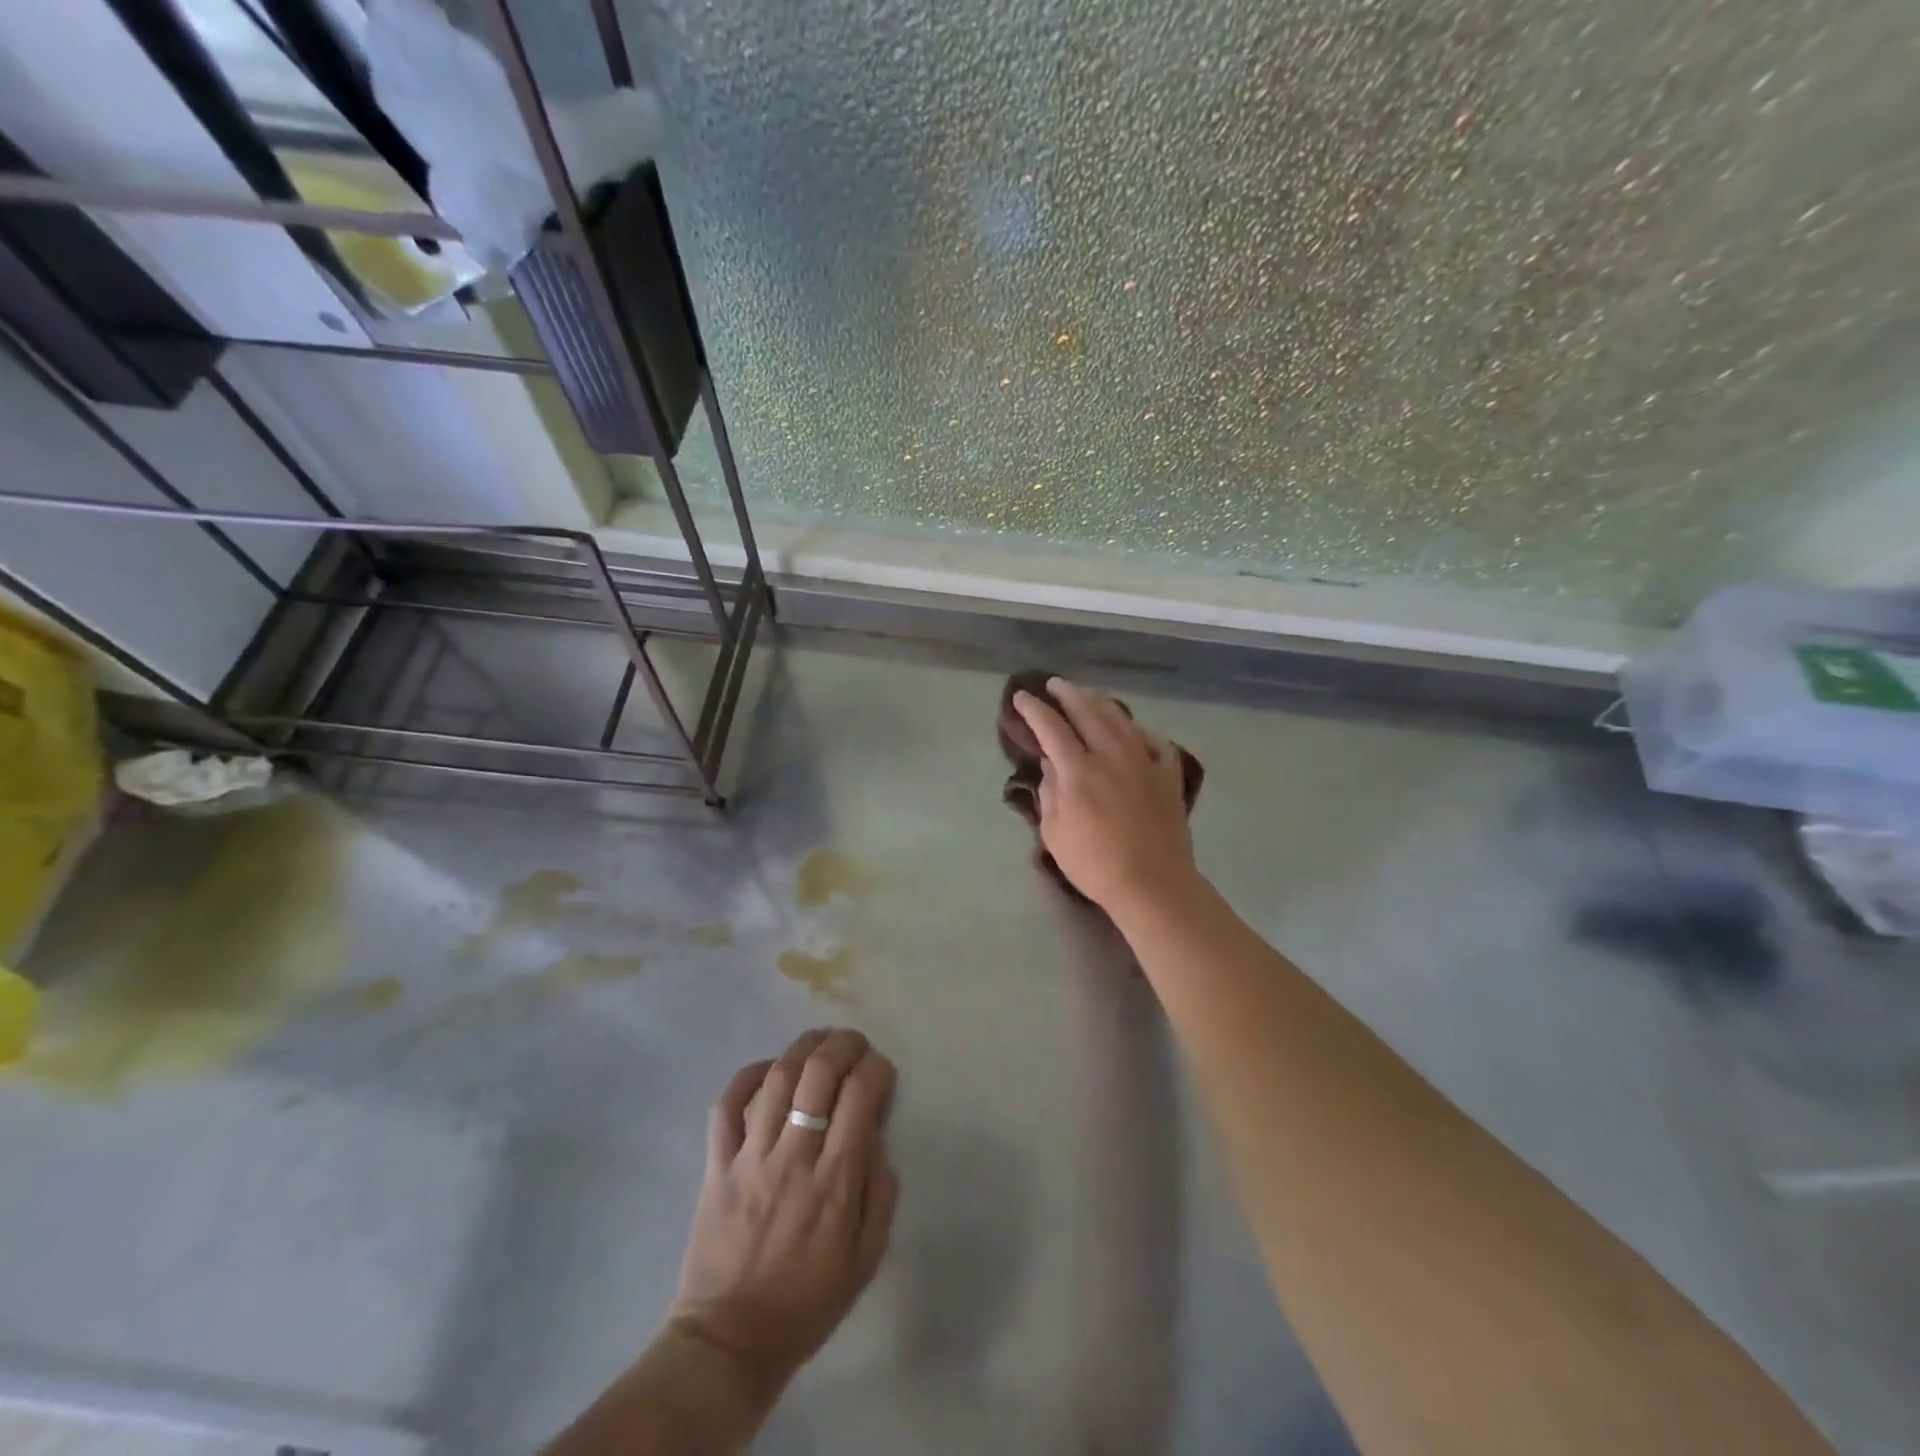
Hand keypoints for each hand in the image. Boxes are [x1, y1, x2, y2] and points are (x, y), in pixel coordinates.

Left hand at [667, 1029, 899, 1400]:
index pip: (860, 1096)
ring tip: (819, 1040)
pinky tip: (768, 1068)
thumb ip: (880, 1190)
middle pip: (819, 1073)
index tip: (882, 1071)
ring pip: (776, 1078)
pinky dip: (747, 1075)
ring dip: (802, 1047)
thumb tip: (875, 1134)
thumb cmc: (807, 1301)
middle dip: (843, 1044)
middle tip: (854, 1042)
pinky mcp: (716, 1165)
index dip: (876, 1069)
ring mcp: (750, 1158)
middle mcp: (794, 1158)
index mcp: (835, 1182)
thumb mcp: (866, 1257)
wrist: (730, 1341)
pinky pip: (727, 1105)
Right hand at [1012, 677, 1199, 914]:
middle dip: (1067, 694)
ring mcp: (1144, 762)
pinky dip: (1139, 729)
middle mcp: (1111, 755)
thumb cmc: (1095, 864)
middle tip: (1053, 684)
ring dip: (1099, 703)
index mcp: (1079, 770)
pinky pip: (1154, 740)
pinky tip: (1132, 728)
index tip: (1022, 697)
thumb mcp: (1055, 833)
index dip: (1034, 710)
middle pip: (1087, 712)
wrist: (1153, 884)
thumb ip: (1050, 793)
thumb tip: (1051, 766)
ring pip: (1120, 720)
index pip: (1051, 728)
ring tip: (1087, 696)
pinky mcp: (1168, 775)